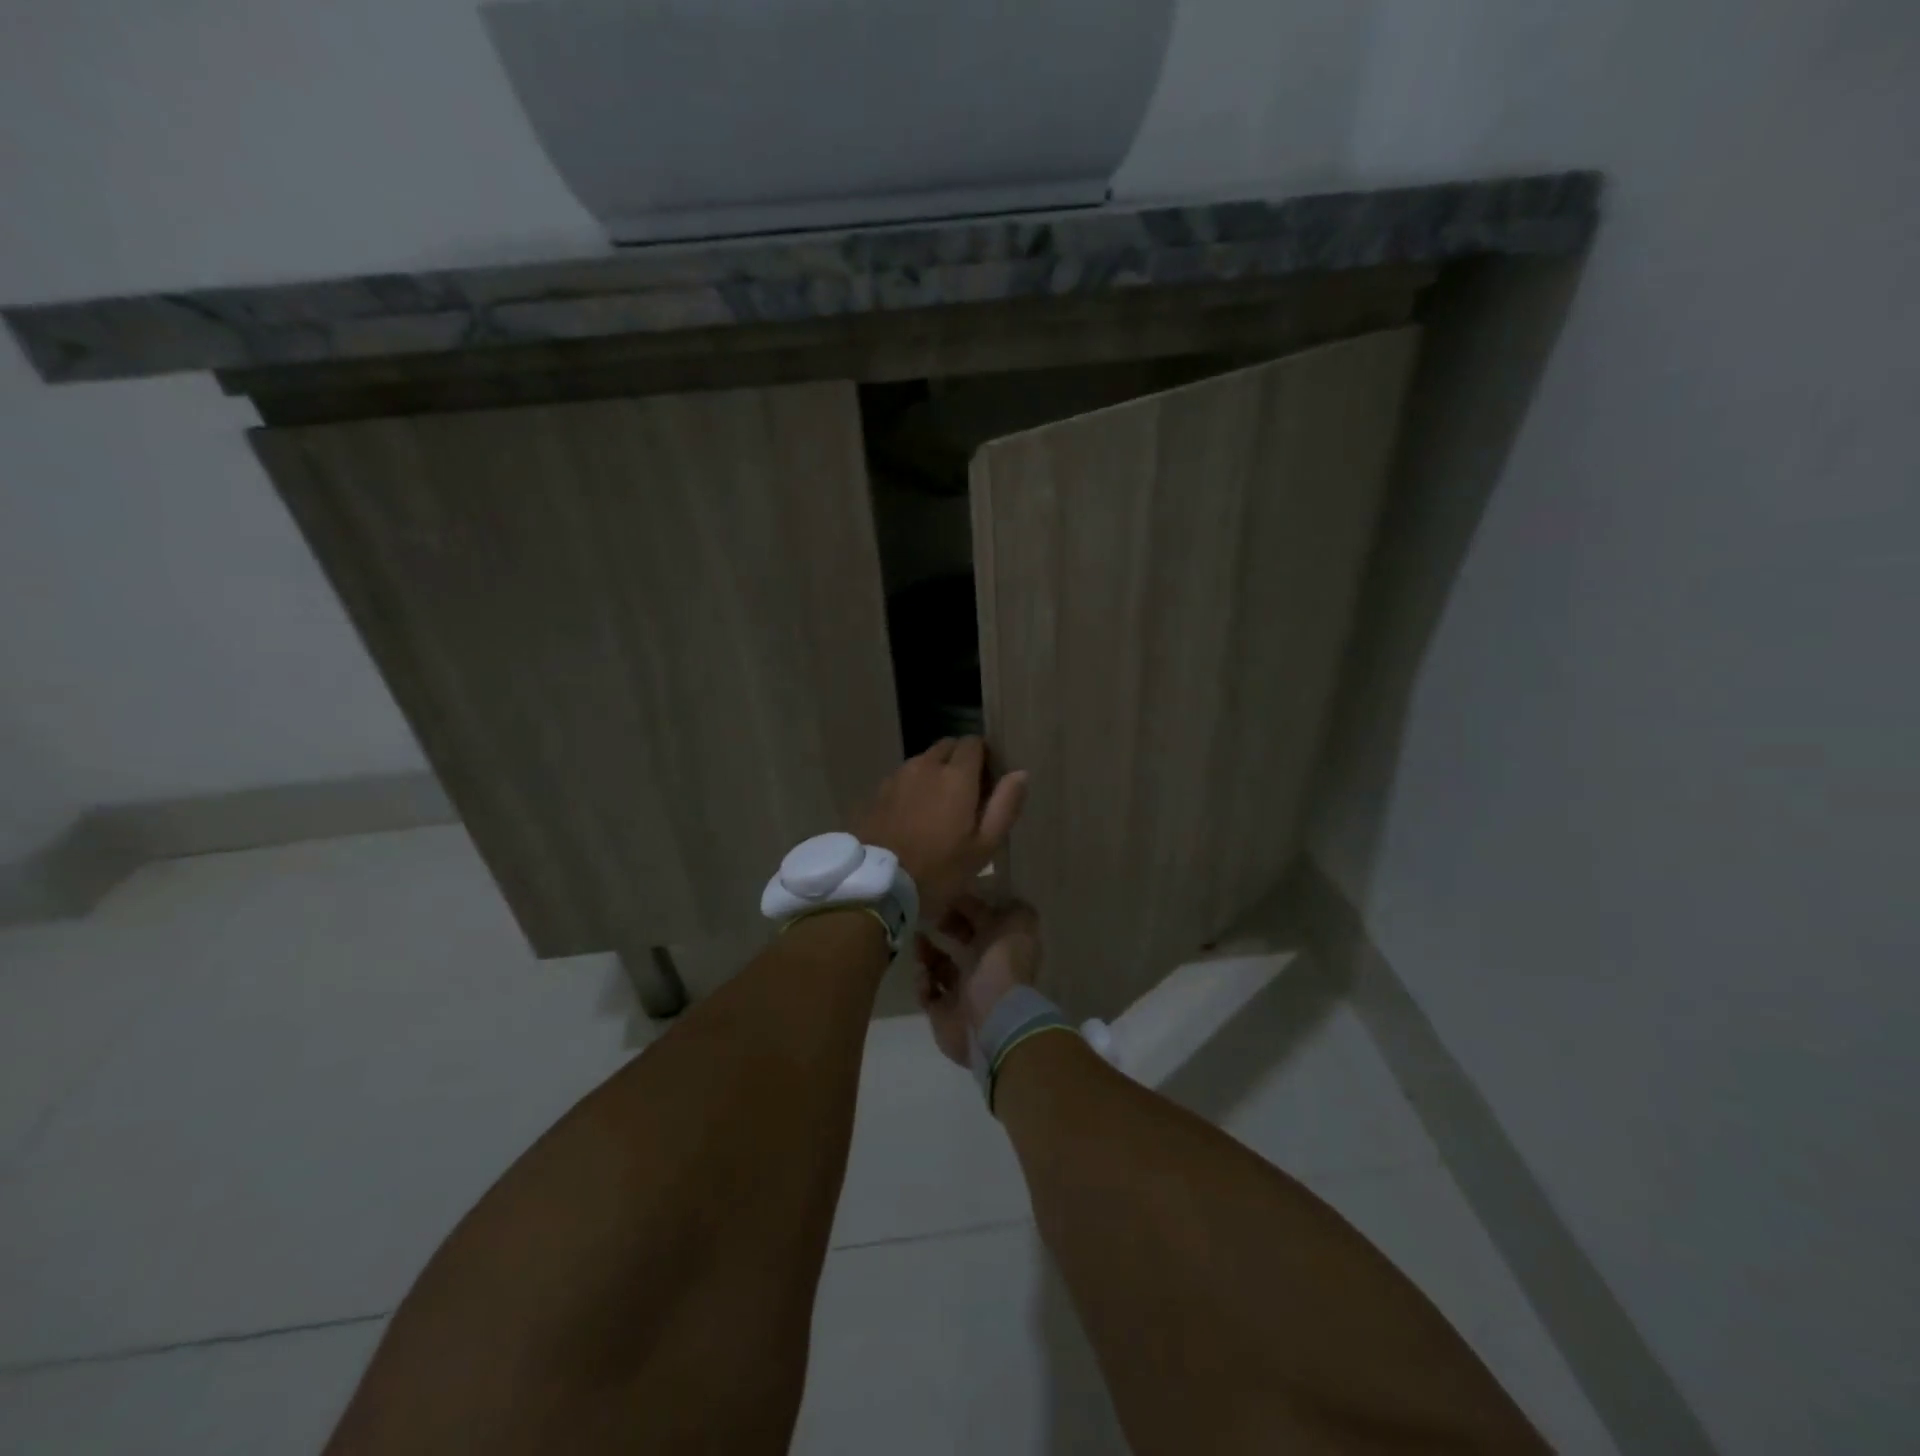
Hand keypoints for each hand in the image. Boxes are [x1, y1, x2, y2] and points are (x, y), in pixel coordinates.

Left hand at [854, 738, 1027, 921]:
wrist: (876, 884)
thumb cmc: (938, 870)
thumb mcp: (982, 847)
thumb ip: (1004, 806)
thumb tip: (1021, 773)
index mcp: (956, 776)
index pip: (973, 743)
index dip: (984, 756)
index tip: (988, 780)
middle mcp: (925, 766)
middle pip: (947, 747)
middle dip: (959, 760)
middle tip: (966, 794)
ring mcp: (897, 776)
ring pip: (923, 761)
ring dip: (934, 773)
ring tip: (938, 807)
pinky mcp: (877, 791)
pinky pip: (902, 778)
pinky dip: (913, 787)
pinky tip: (913, 815)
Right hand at [916, 895, 1041, 1067]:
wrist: (992, 1020)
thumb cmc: (1001, 965)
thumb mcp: (1006, 922)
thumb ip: (985, 908)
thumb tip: (966, 897)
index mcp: (1003, 947)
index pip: (985, 922)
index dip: (967, 908)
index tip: (947, 897)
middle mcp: (985, 969)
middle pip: (962, 943)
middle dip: (945, 928)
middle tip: (929, 918)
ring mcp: (964, 993)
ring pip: (940, 967)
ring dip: (927, 953)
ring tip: (917, 942)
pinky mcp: (943, 1013)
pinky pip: (928, 993)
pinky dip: (923, 982)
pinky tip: (923, 975)